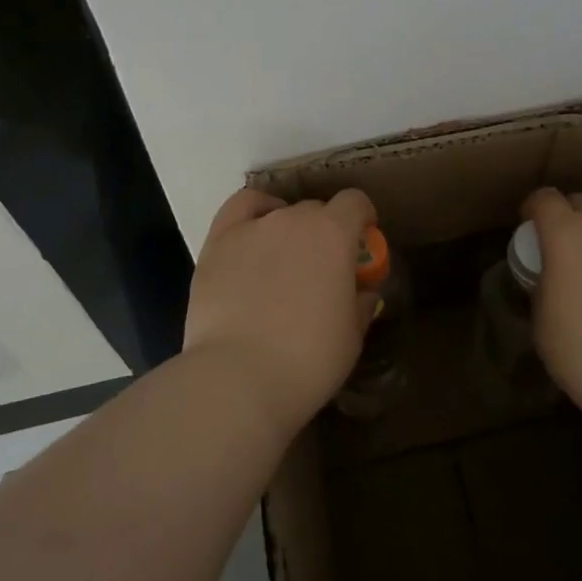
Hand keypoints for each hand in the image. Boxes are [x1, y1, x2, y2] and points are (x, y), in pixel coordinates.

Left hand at [182, 187, 377, 431]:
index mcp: (333, 234)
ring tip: (282, 265)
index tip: (362, 242)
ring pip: (280, 213)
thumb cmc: (307, 360)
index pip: (355, 202)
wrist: (238, 378)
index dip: (362, 218)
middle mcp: (294, 218)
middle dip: (324, 233)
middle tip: (320, 271)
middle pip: (316, 210)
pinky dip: (254, 213)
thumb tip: (363, 291)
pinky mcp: (218, 241)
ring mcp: (254, 226)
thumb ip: (361, 303)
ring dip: (289, 231)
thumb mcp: (352, 336)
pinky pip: (241, 208)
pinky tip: (255, 234)